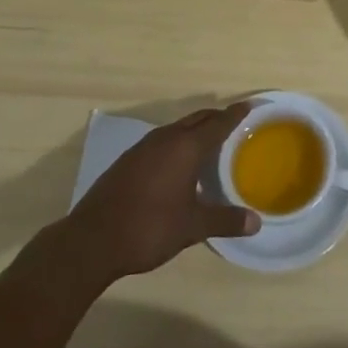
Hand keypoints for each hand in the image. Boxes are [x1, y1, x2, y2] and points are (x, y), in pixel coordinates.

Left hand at [59, 103, 260, 285]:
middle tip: (236, 123)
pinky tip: (178, 163)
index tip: (252, 106)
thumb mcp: (192, 227)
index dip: (237, 114)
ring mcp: (143, 148)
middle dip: (218, 118)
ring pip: (178, 128)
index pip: (218, 122)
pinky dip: (178, 143)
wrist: (91, 241)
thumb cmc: (149, 228)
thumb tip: (256, 222)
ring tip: (211, 142)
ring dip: (196, 130)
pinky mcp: (128, 160)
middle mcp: (166, 139)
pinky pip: (162, 141)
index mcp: (186, 147)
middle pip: (198, 119)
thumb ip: (225, 220)